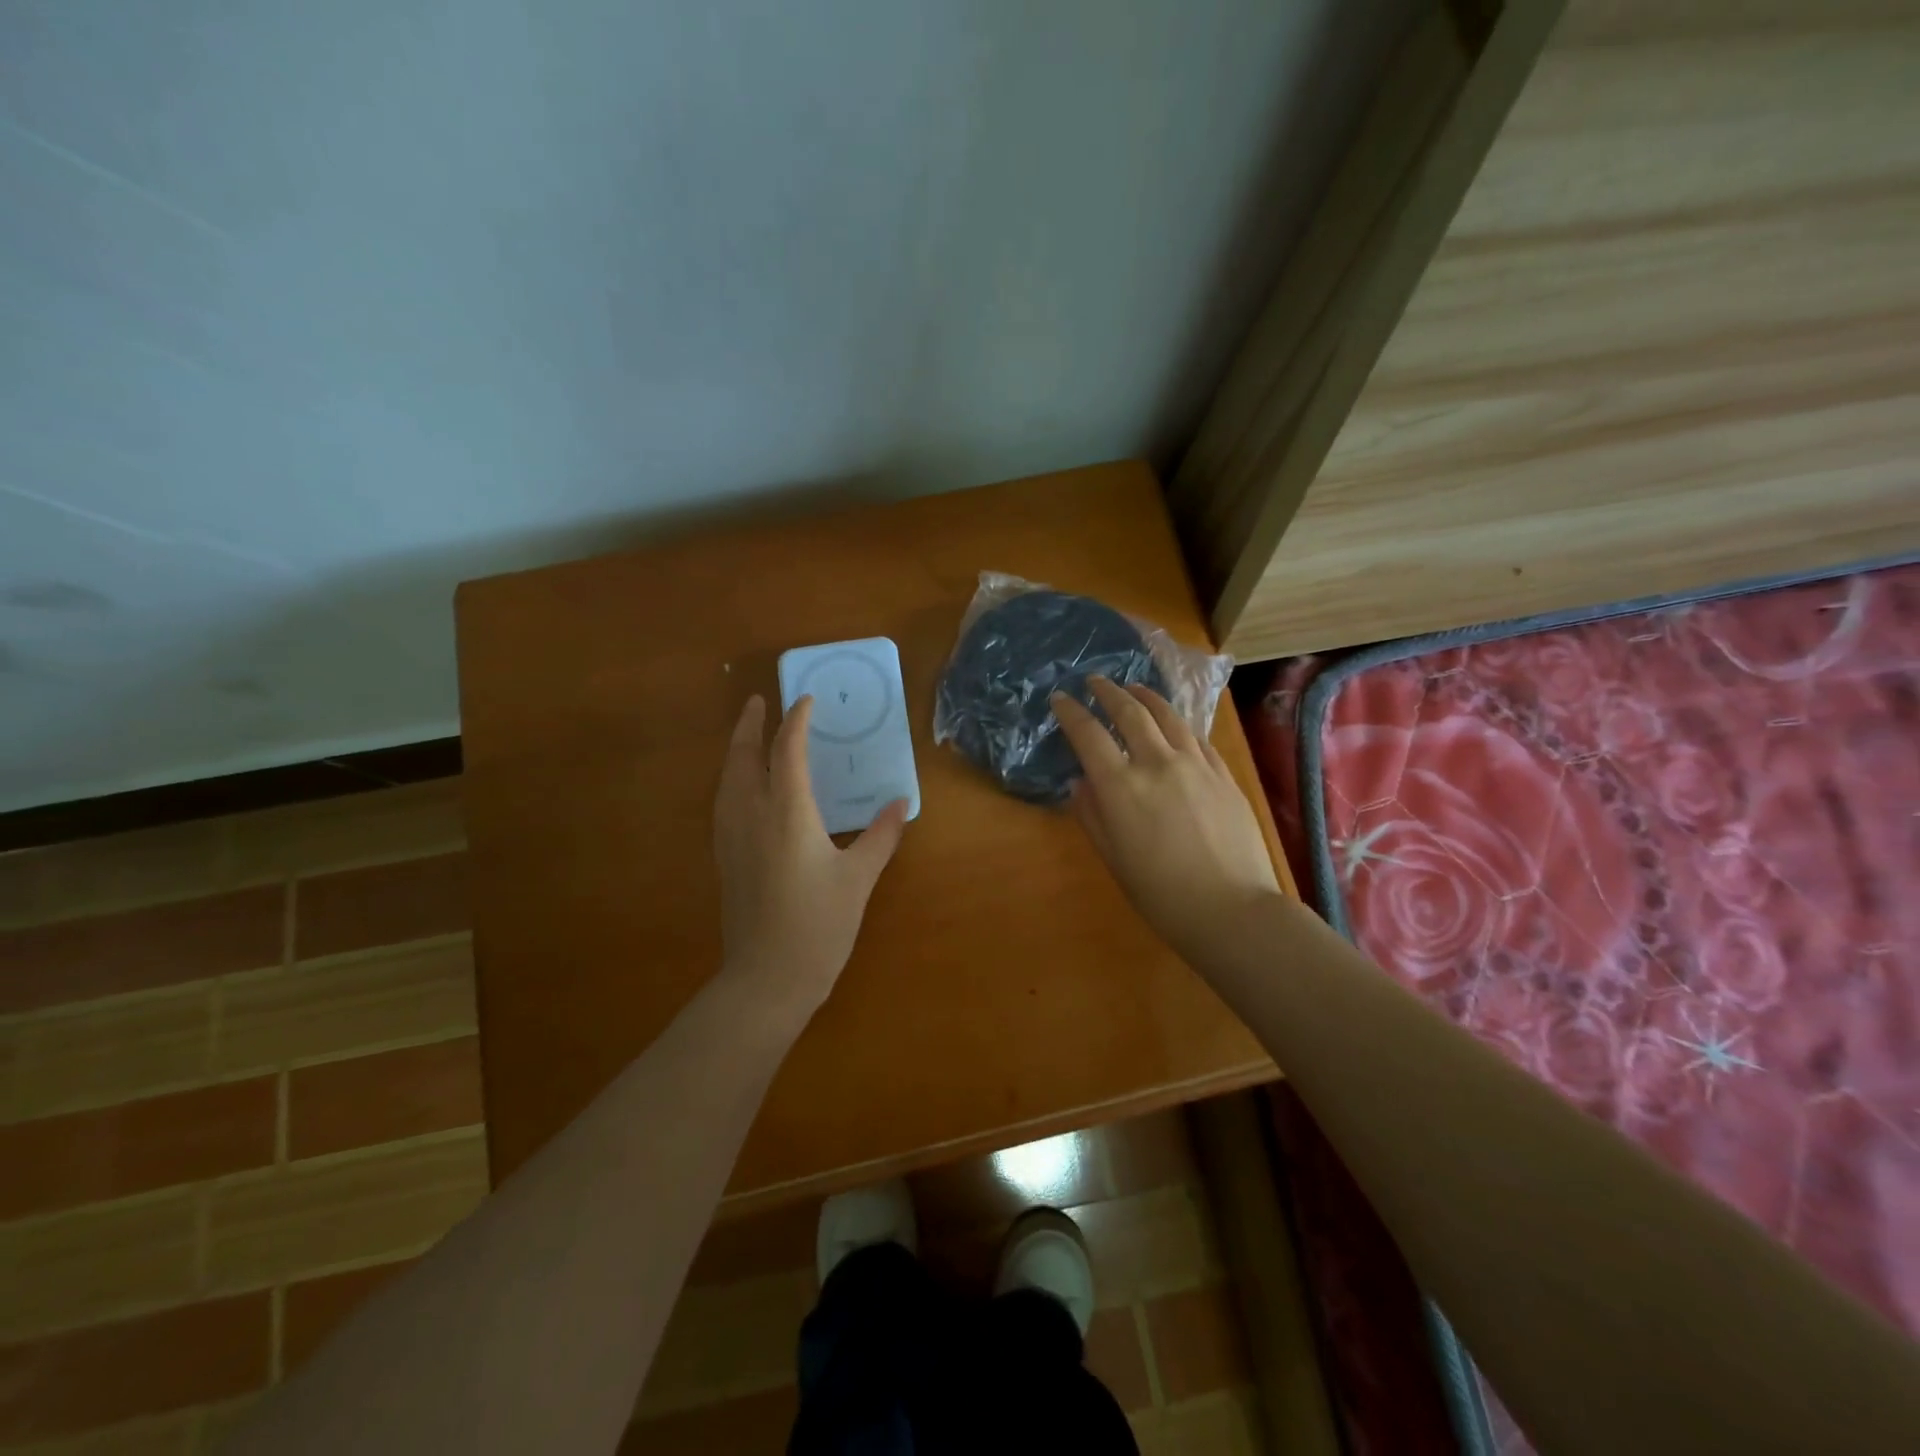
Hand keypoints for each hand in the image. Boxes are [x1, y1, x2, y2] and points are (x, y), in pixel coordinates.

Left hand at [713, 694, 909, 1012]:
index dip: (797, 721)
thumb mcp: (858, 879)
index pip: (787, 751)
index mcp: (787, 813)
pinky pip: (723, 801)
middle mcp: (752, 815)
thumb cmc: (818, 926)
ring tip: (748, 735)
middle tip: (759, 702)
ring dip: (737, 749)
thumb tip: (901, 803)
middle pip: (743, 757)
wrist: (766, 979)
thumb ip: (880, 836)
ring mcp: (732, 837)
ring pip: (727, 778)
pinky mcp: (725, 857)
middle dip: (750, 725)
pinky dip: (732, 778)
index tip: (807, 701)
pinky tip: (742, 787)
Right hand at [1052, 678, 1279, 964]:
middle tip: (1095, 681)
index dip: (1071, 712)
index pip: (1088, 735)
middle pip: (1129, 713)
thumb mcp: (1113, 858)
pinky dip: (1177, 721)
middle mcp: (1156, 763)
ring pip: (1167, 715)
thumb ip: (1092, 815)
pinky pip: (1196, 735)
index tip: (1060, 698)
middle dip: (1107, 692)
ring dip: (1145, 696)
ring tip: (1133, 689)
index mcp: (1121, 787)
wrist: (1232, 909)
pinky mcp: (1223, 773)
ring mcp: (1195, 764)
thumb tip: (1081, 783)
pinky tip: (1173, 721)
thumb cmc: (1161, 894)